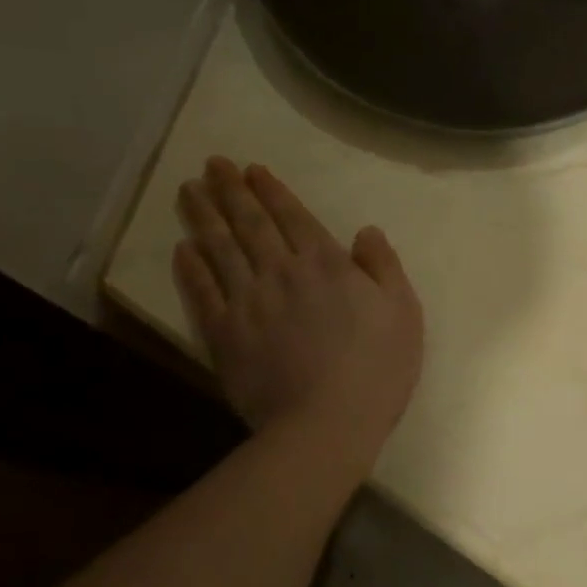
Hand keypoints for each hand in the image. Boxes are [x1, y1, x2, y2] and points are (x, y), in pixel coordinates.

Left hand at [172, 158, 423, 452]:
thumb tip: (365, 231)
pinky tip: (183, 249)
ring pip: (220, 249)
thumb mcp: (403, 312)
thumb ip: (384, 267)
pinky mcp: (224, 334)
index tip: (252, 169)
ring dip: (204, 217)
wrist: (327, 421)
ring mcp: (247, 302)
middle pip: (250, 224)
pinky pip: (202, 292)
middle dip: (231, 191)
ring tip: (189, 190)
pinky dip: (190, 268)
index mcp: (327, 265)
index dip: (272, 191)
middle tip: (212, 164)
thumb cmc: (377, 367)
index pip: (293, 217)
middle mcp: (281, 272)